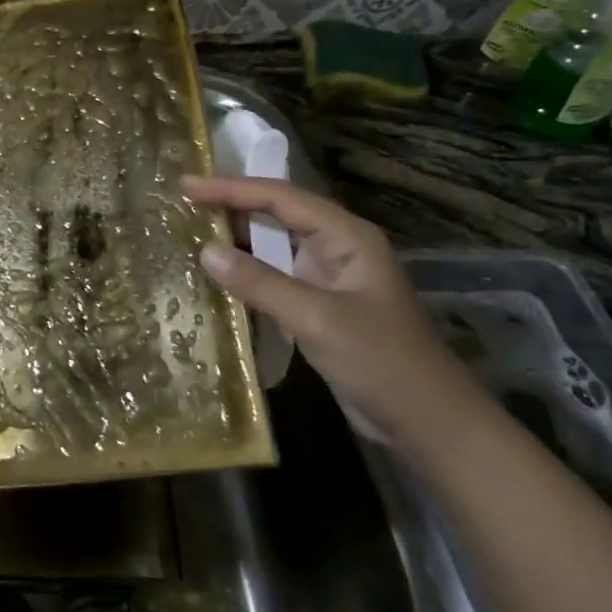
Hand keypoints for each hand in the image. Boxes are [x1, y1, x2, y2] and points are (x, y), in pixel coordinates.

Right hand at [183, 176, 484, 456]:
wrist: (429, 425)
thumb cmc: (382, 362)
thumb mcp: (317, 319)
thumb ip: (260, 283)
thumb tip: (205, 251)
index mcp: (346, 236)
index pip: (280, 198)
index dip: (231, 188)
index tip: (186, 186)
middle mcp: (336, 247)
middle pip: (276, 213)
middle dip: (231, 204)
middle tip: (182, 201)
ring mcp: (329, 276)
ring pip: (274, 244)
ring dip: (237, 237)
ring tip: (190, 228)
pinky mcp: (320, 304)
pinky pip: (276, 275)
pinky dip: (246, 270)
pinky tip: (218, 273)